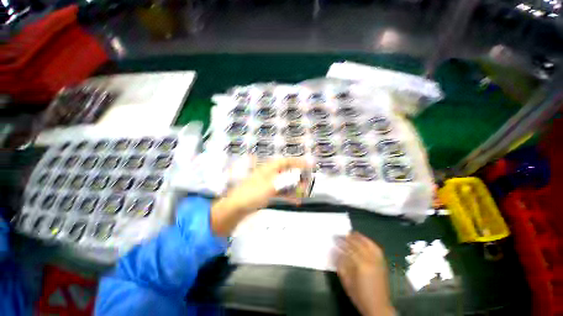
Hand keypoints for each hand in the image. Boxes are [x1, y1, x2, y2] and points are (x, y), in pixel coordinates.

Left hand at [211, 158, 308, 236]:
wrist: (236, 208)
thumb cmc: (252, 194)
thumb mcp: (270, 186)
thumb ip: (284, 181)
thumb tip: (297, 177)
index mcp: (269, 168)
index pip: (286, 161)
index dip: (298, 162)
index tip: (309, 165)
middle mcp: (270, 174)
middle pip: (287, 172)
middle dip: (298, 177)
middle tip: (308, 183)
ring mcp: (268, 183)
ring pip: (285, 182)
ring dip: (295, 187)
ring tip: (303, 193)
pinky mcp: (267, 192)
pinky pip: (281, 191)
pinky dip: (288, 195)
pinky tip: (296, 201)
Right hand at [336, 232, 394, 315]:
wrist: (378, 307)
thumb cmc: (359, 295)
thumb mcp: (346, 280)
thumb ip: (340, 264)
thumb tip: (334, 250)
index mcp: (360, 265)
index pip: (348, 248)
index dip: (340, 241)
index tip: (334, 237)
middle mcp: (370, 260)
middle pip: (358, 243)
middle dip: (348, 237)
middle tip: (340, 234)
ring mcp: (378, 261)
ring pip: (367, 243)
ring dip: (359, 237)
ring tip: (351, 233)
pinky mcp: (382, 263)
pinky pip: (376, 248)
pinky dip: (369, 241)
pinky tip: (364, 240)